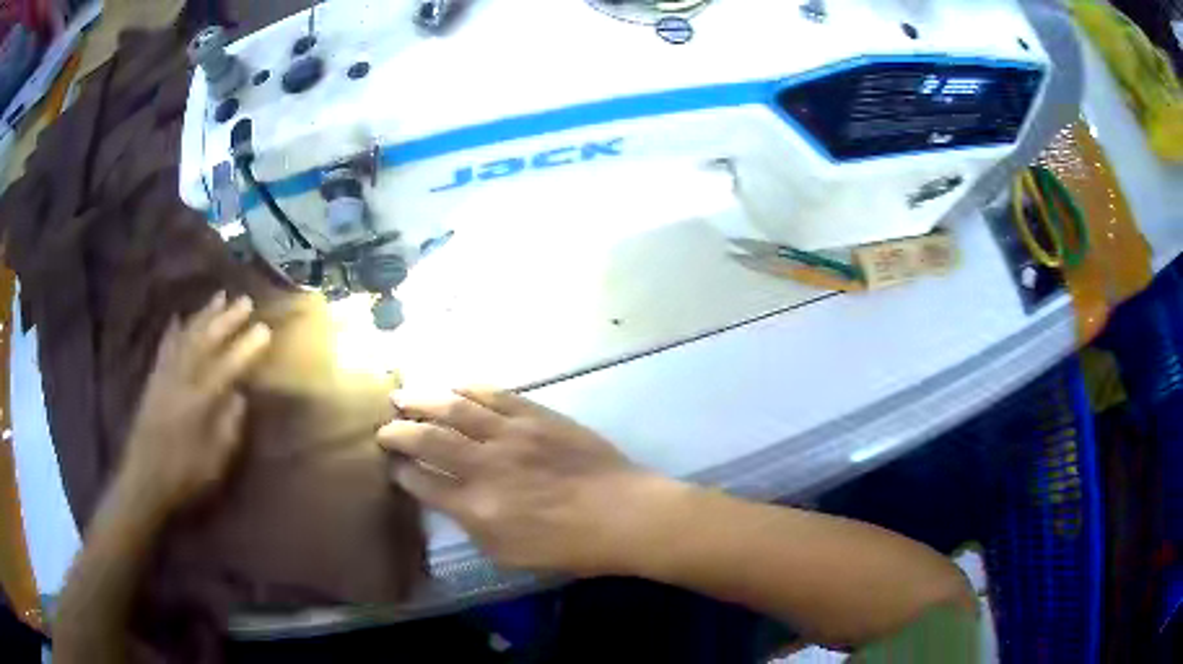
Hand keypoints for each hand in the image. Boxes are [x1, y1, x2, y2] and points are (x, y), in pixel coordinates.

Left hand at [117, 292, 271, 518]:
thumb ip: (229, 427)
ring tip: (219, 296)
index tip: (265, 329)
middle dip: (227, 320)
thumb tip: (239, 396)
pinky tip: (178, 317)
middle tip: (245, 301)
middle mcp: (182, 380)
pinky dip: (172, 330)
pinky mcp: (153, 380)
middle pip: (207, 342)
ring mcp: (165, 376)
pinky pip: (164, 347)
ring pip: (186, 336)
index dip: (247, 347)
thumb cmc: (184, 475)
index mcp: (200, 402)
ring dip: (204, 315)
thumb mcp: (215, 461)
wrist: (144, 480)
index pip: (228, 366)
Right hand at [378, 388, 675, 575]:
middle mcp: (485, 466)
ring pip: (453, 408)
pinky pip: (492, 394)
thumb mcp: (511, 555)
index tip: (392, 466)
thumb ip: (474, 527)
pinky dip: (466, 387)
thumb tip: (451, 502)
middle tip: (383, 428)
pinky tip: (451, 385)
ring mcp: (510, 435)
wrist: (623, 513)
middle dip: (398, 432)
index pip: (423, 484)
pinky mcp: (535, 415)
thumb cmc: (569, 546)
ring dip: (422, 400)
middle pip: (427, 440)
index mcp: (476, 508)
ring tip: (401, 395)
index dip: (401, 473)